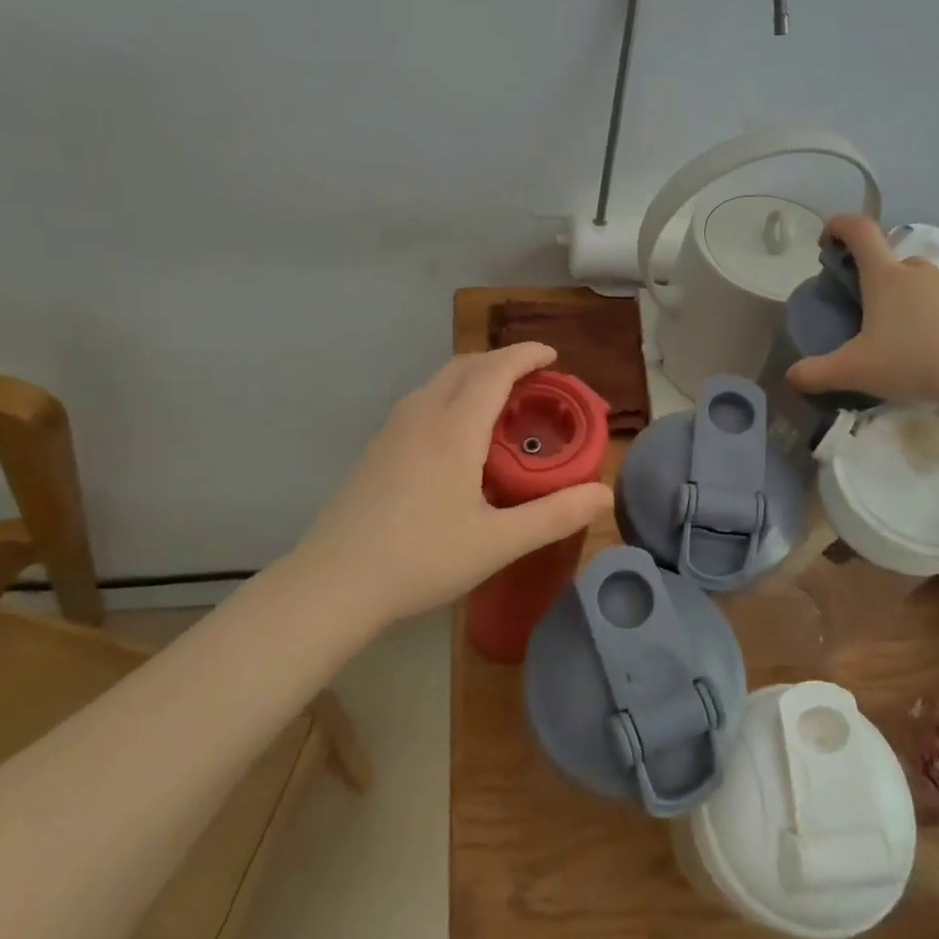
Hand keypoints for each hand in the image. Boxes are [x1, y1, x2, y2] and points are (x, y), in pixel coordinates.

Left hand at [293, 344, 612, 624]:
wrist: (333, 583)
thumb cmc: (421, 558)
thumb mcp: (498, 542)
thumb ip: (554, 515)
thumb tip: (605, 495)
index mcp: (454, 428)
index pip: (495, 370)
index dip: (526, 355)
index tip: (552, 354)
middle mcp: (421, 415)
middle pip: (465, 366)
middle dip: (502, 361)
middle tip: (533, 380)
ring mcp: (392, 430)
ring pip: (439, 382)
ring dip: (474, 377)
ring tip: (500, 404)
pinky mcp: (376, 449)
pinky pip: (422, 402)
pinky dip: (452, 397)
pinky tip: (458, 437)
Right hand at [786, 214, 938, 432]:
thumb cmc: (914, 362)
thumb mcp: (856, 371)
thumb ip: (817, 373)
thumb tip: (790, 377)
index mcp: (885, 277)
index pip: (860, 231)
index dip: (839, 226)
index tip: (827, 240)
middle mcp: (919, 273)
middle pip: (891, 262)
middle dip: (874, 279)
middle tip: (865, 312)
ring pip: (922, 284)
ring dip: (907, 302)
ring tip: (901, 340)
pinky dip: (936, 321)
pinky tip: (935, 353)